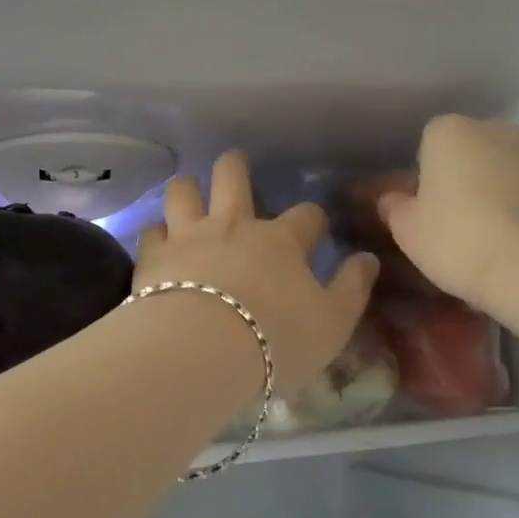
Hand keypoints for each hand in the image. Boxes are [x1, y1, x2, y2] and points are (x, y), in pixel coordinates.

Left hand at [136, 152, 378, 394]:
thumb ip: (352, 288)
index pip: (306, 216)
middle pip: (232, 176)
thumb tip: (368, 259)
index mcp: (281, 241)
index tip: (314, 229)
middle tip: (235, 166)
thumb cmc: (275, 339)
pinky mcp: (153, 257)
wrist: (202, 352)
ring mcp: (189, 236)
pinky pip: (150, 231)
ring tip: (190, 193)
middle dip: (235, 167)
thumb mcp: (332, 323)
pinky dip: (156, 234)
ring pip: (183, 191)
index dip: (312, 220)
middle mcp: (234, 226)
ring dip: (188, 189)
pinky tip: (158, 243)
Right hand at [376, 116, 518, 310]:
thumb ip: (394, 208)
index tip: (422, 209)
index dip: (423, 176)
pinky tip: (517, 248)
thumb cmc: (459, 239)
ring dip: (495, 195)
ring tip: (488, 241)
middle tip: (452, 224)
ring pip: (504, 173)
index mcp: (450, 131)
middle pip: (470, 152)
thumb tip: (391, 200)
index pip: (428, 142)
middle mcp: (496, 131)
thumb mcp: (408, 231)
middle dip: (461, 179)